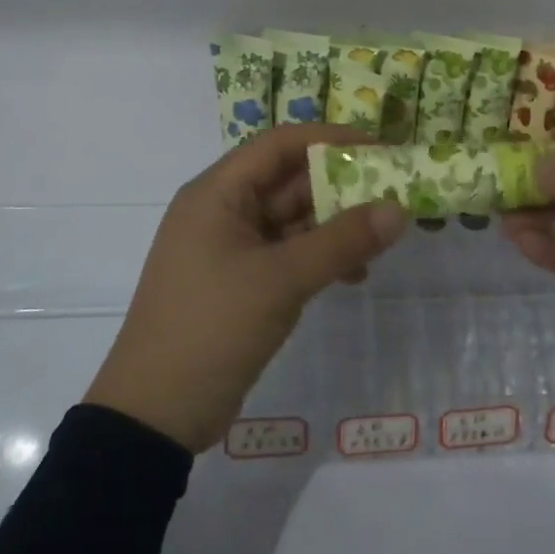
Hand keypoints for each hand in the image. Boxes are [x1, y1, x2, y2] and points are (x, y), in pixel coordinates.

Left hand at [85, 124, 406, 452]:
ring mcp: (230, 249)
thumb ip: (342, 241)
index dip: (330, 139)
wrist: (155, 414)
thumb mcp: (281, 280)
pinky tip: (354, 274)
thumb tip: (399, 209)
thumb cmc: (211, 328)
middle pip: (288, 181)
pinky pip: (287, 254)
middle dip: (341, 186)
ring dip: (335, 226)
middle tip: (393, 194)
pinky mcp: (240, 282)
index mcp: (217, 194)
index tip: (379, 148)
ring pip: (292, 220)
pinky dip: (319, 257)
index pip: (279, 144)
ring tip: (383, 238)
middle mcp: (222, 211)